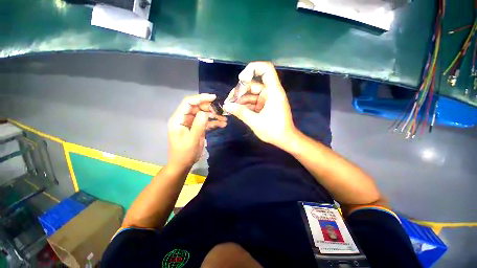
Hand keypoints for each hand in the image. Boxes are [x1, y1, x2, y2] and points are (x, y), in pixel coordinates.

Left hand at [167, 94, 226, 168]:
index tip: (213, 98)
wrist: (183, 164)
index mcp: (178, 119)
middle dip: (209, 108)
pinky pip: (205, 122)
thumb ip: (199, 125)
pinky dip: (213, 122)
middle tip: (220, 112)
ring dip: (214, 116)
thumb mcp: (192, 140)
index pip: (188, 102)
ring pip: (203, 114)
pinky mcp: (196, 128)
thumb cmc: (185, 153)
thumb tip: (206, 112)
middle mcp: (184, 118)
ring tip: (224, 120)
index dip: (200, 98)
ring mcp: (191, 123)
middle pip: (197, 107)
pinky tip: (222, 124)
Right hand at [223, 62, 296, 148]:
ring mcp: (267, 99)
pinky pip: (253, 102)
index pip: (266, 69)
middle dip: (240, 91)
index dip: (252, 69)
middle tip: (229, 101)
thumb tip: (227, 106)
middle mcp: (270, 92)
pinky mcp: (265, 106)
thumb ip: (241, 112)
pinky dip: (245, 105)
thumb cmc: (274, 130)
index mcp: (273, 92)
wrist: (285, 140)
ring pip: (252, 94)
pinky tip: (236, 110)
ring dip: (241, 99)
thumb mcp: (255, 122)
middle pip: (253, 84)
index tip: (241, 79)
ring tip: (230, 107)